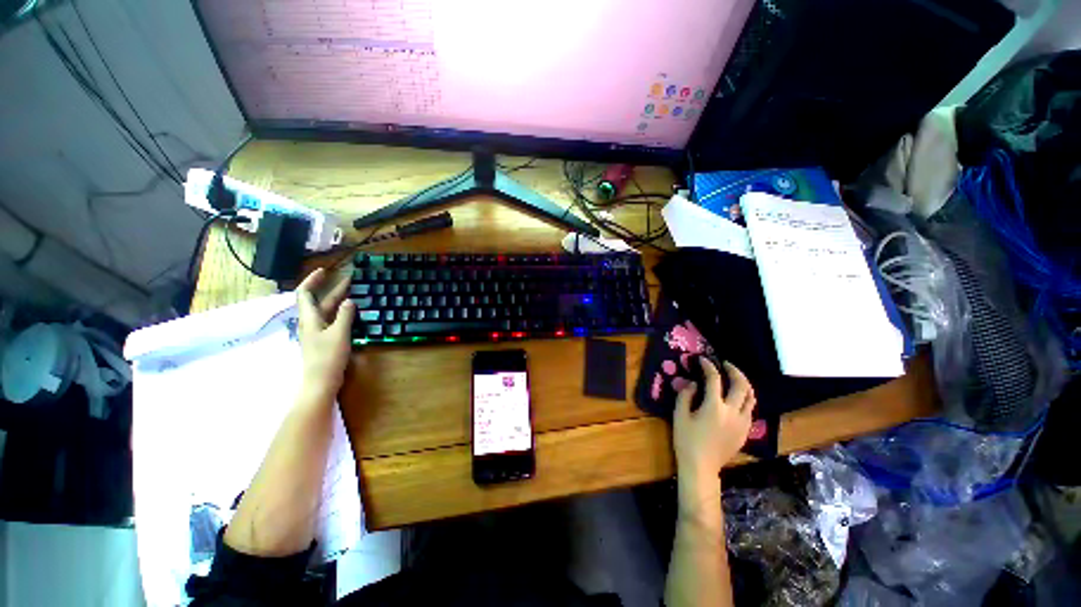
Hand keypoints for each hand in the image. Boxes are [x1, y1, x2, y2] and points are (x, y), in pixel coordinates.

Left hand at [296, 268, 353, 396]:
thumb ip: (345, 316)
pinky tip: (352, 312)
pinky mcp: (325, 340)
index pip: (305, 293)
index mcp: (310, 318)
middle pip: (318, 301)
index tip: (325, 270)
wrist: (321, 382)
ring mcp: (318, 332)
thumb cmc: (327, 357)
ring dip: (338, 299)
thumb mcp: (339, 334)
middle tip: (349, 279)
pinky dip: (341, 312)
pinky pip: (332, 320)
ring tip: (353, 292)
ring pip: (327, 310)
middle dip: (332, 288)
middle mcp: (311, 322)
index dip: (312, 280)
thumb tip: (350, 300)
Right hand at [673, 359, 755, 482]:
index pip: (714, 379)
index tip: (703, 359)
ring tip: (735, 378)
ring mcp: (742, 423)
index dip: (709, 366)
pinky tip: (736, 399)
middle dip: (735, 371)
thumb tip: (693, 383)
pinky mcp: (745, 432)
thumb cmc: (687, 440)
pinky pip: (750, 410)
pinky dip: (745, 399)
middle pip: (742, 385)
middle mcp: (733, 412)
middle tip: (726, 365)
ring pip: (752, 398)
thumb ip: (686, 395)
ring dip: (744, 384)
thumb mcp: (680, 415)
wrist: (702, 467)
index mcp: (715, 407)